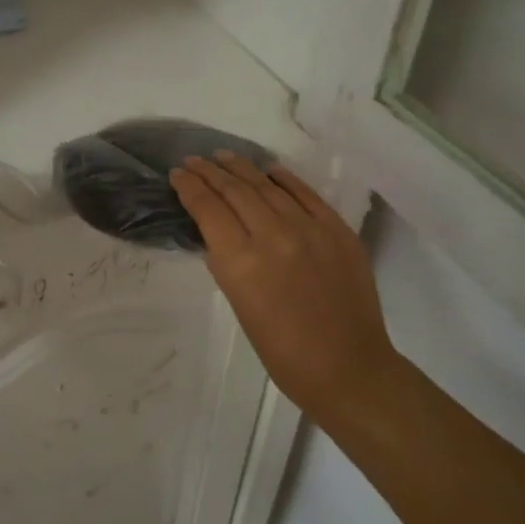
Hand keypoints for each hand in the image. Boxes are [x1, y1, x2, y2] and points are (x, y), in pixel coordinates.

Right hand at [170, 152, 391, 419]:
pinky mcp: (338, 230)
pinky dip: (285, 179)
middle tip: (194, 160)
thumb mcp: (238, 304)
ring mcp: (310, 229)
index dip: (190, 187)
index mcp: (241, 261)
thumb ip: (227, 261)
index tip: (178, 174)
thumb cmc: (281, 350)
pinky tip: (270, 170)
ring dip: (242, 168)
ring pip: (268, 186)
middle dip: (210, 172)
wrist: (346, 367)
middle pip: (235, 190)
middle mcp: (273, 235)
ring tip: (224, 156)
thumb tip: (218, 232)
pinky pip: (306, 194)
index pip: (208, 208)